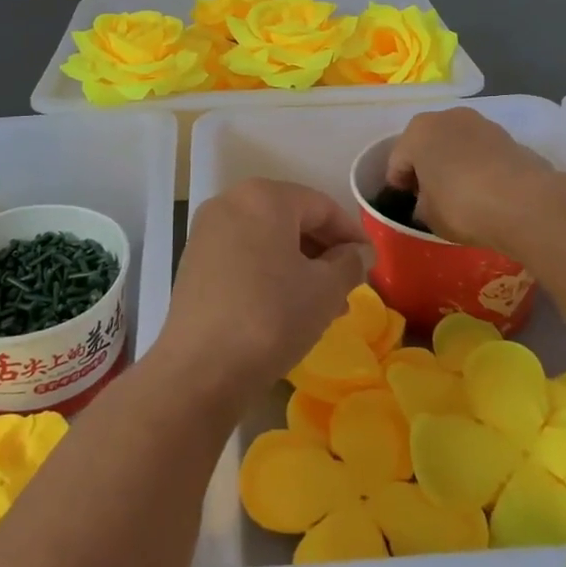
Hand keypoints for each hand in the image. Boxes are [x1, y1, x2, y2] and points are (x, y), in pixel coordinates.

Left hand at [159, 179, 372, 400]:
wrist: (200, 369)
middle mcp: (231, 203)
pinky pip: (244, 256)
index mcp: (264, 197)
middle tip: (349, 284)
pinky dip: (269, 272)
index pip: (322, 206)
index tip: (371, 262)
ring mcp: (207, 232)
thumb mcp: (325, 290)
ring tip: (324, 303)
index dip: (352, 234)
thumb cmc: (271, 317)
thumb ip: (349, 263)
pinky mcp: (194, 262)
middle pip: (292, 218)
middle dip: (324, 251)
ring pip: (267, 240)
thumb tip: (358, 253)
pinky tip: (287, 307)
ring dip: (299, 265)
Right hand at [385, 108, 555, 253]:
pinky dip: (478, 166)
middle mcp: (447, 117)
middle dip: (426, 167)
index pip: (397, 161)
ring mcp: (481, 123)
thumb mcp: (428, 216)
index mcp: (417, 132)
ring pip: (456, 145)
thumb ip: (421, 204)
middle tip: (430, 197)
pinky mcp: (509, 136)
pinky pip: (482, 153)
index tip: (405, 204)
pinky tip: (485, 190)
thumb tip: (428, 202)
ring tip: (460, 194)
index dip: (399, 185)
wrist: (525, 203)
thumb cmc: (462, 206)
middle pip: (427, 145)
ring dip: (453, 163)